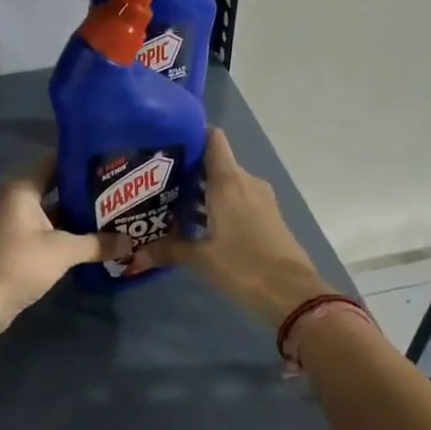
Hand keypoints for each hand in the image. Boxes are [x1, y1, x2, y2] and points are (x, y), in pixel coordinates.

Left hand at [0, 156, 129, 339]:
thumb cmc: (17, 264)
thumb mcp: (62, 251)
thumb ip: (97, 244)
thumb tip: (130, 242)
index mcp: (23, 188)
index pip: (57, 162)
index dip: (85, 162)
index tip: (113, 162)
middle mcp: (18, 200)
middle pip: (59, 188)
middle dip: (89, 193)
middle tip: (123, 192)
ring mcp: (17, 224)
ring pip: (56, 213)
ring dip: (81, 217)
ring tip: (117, 215)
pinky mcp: (18, 246)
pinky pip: (50, 233)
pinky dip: (69, 236)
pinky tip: (97, 241)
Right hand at [139, 128, 331, 327]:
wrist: (293, 293)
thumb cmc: (243, 266)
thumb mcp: (201, 259)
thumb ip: (169, 249)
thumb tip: (137, 253)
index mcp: (229, 181)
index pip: (212, 139)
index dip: (191, 135)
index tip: (165, 145)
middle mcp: (245, 181)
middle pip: (214, 162)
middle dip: (187, 170)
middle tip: (155, 182)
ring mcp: (259, 199)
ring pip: (225, 183)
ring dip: (201, 191)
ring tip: (169, 204)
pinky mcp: (266, 216)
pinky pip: (237, 199)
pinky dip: (217, 205)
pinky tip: (195, 224)